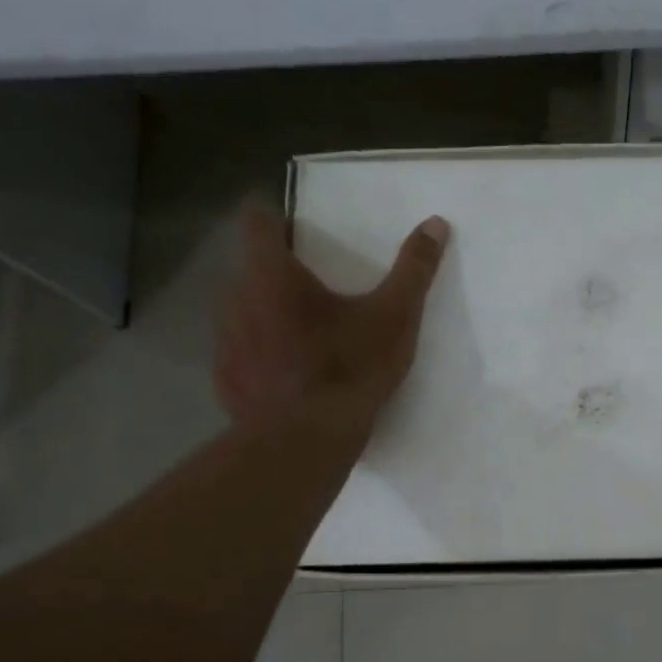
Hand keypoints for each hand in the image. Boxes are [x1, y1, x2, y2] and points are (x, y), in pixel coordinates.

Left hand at [216, 206, 448, 434]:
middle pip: (252, 271)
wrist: (306, 442)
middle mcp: (237, 300)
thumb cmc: (349, 368)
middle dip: (278, 275)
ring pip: (244, 314)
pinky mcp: (226, 381)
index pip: (257, 222)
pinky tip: (287, 377)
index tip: (296, 231)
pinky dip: (260, 357)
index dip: (275, 220)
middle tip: (314, 292)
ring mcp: (226, 343)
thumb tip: (435, 224)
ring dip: (267, 316)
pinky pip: (241, 356)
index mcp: (273, 276)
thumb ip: (414, 269)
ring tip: (302, 338)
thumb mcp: (394, 317)